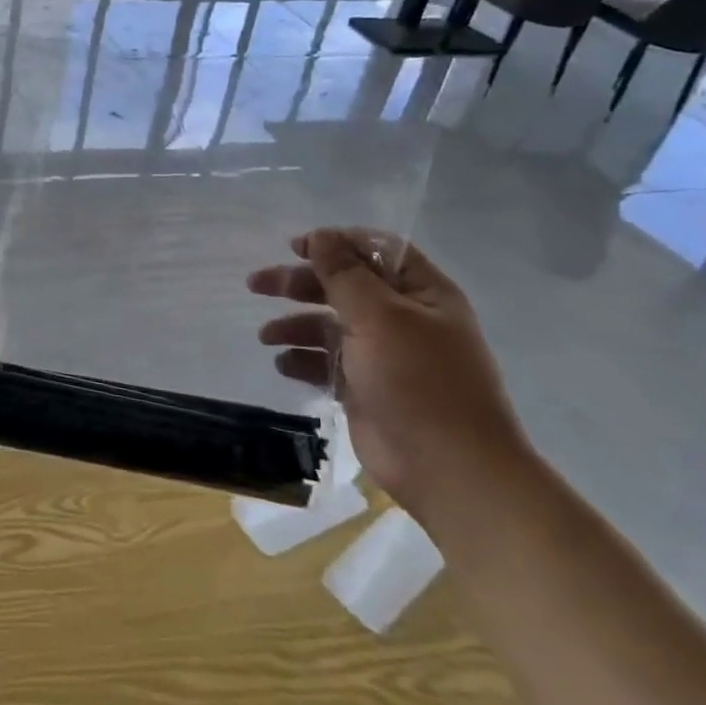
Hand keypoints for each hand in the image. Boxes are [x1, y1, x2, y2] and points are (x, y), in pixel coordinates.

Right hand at [248, 228, 528, 518]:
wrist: (447, 468)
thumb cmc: (419, 381)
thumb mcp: (380, 317)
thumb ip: (344, 275)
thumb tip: (320, 236)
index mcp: (422, 294)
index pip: (376, 251)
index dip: (336, 243)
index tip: (295, 247)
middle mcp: (403, 319)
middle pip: (344, 286)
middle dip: (300, 283)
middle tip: (257, 284)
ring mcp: (384, 355)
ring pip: (330, 325)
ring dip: (295, 325)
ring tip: (266, 336)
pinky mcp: (365, 388)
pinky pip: (327, 363)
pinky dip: (304, 360)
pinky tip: (283, 365)